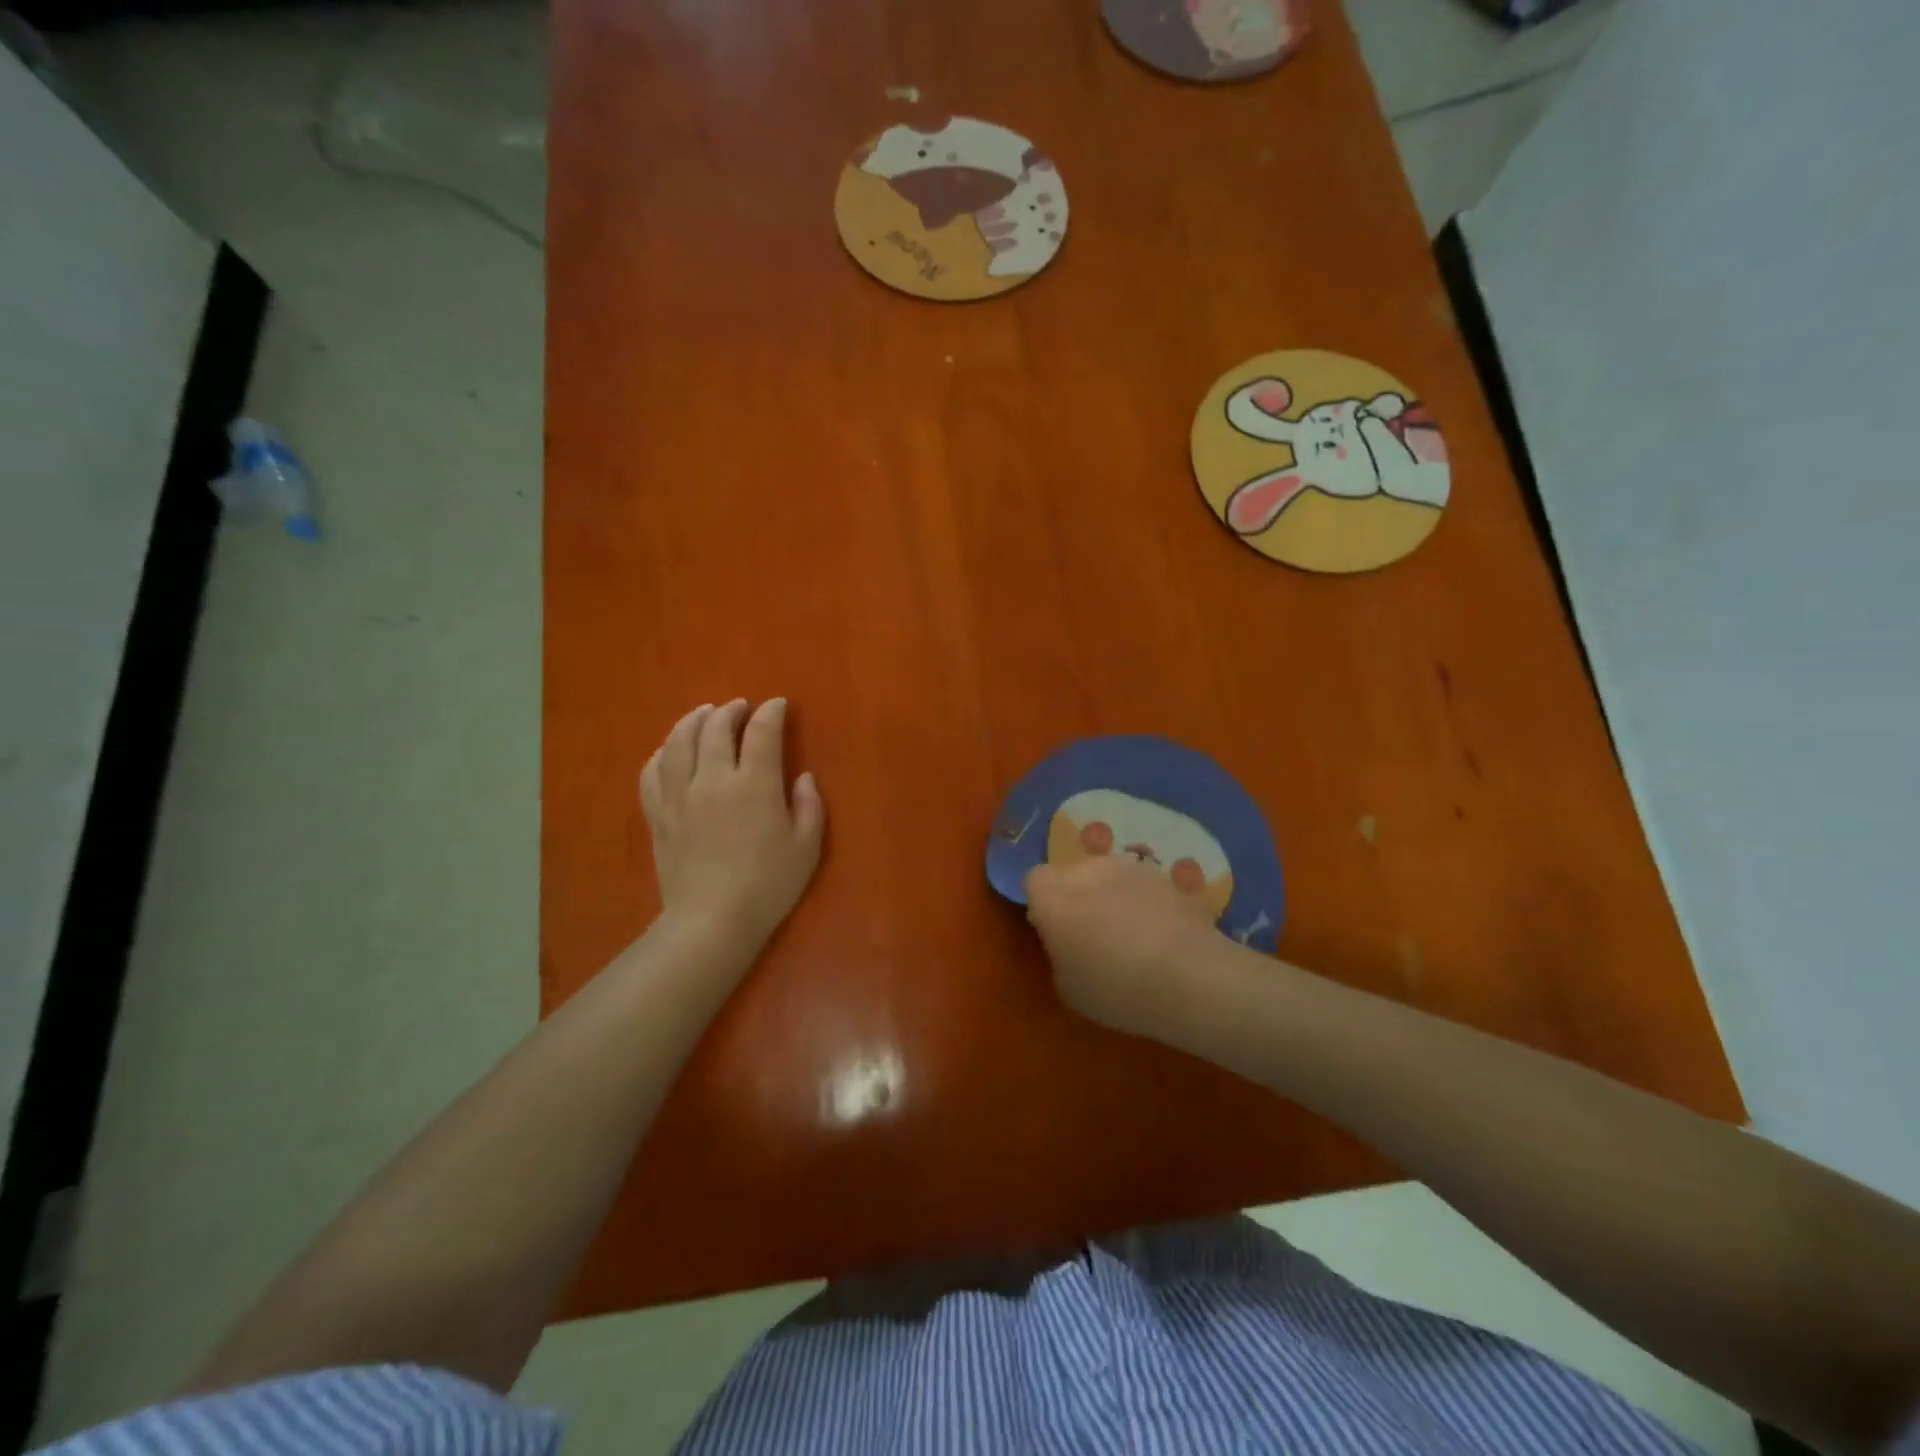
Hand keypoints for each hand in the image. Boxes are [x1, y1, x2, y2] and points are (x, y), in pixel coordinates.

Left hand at [640, 699, 824, 954]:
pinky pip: (652, 772)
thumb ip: (809, 806)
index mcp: (755, 784)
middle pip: (716, 728)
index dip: (771, 712)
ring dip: (693, 721)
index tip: (778, 705)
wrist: (712, 921)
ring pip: (679, 742)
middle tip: (741, 707)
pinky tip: (670, 751)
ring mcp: (679, 796)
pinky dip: (662, 753)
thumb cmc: (768, 885)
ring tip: (704, 714)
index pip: (762, 732)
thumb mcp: (806, 847)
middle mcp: (714, 779)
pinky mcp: (658, 815)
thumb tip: (803, 777)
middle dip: (731, 710)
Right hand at [1024, 855, 1229, 1043]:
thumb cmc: (1118, 991)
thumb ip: (1058, 953)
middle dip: (1075, 895)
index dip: (1041, 902)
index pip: (1034, 880)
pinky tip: (1161, 933)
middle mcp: (1087, 871)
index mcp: (1053, 898)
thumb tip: (1066, 940)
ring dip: (1110, 894)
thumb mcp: (1069, 989)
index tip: (1053, 931)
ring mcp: (1129, 868)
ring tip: (1130, 933)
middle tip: (1091, 934)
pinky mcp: (1164, 875)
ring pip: (1107, 875)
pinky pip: (1141, 885)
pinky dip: (1144, 901)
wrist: (1192, 979)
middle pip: (1071, 873)